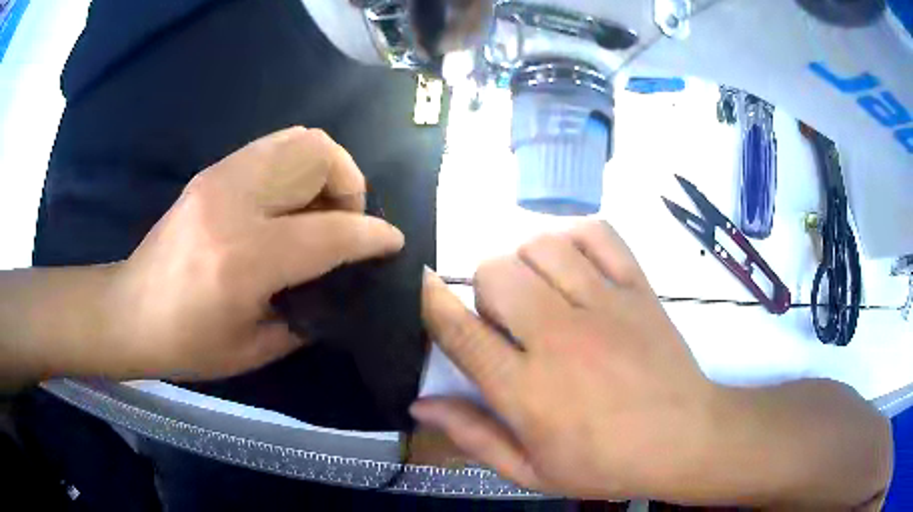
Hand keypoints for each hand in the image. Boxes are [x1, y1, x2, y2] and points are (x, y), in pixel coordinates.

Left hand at [108, 127, 403, 380]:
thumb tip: (339, 283)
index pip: (331, 231)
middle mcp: (234, 203)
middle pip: (319, 156)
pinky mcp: (211, 171)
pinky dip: (297, 165)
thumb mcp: (255, 349)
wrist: (131, 311)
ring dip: (326, 168)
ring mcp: (220, 177)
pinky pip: (273, 146)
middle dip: (351, 185)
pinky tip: (290, 201)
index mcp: (245, 259)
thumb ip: (308, 313)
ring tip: (320, 207)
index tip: (392, 243)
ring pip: (299, 139)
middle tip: (346, 222)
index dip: (373, 235)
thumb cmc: (188, 344)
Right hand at [414, 220, 720, 499]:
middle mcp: (559, 337)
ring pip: (540, 246)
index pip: (460, 331)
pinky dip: (575, 236)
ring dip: (526, 262)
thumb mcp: (531, 472)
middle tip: (506, 318)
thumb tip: (421, 405)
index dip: (430, 300)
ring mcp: (603, 305)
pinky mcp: (637, 287)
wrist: (684, 438)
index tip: (420, 283)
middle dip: (485, 288)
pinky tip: (574, 262)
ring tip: (540, 291)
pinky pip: (597, 234)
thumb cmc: (606, 464)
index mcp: (526, 390)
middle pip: (496, 273)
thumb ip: (473, 437)